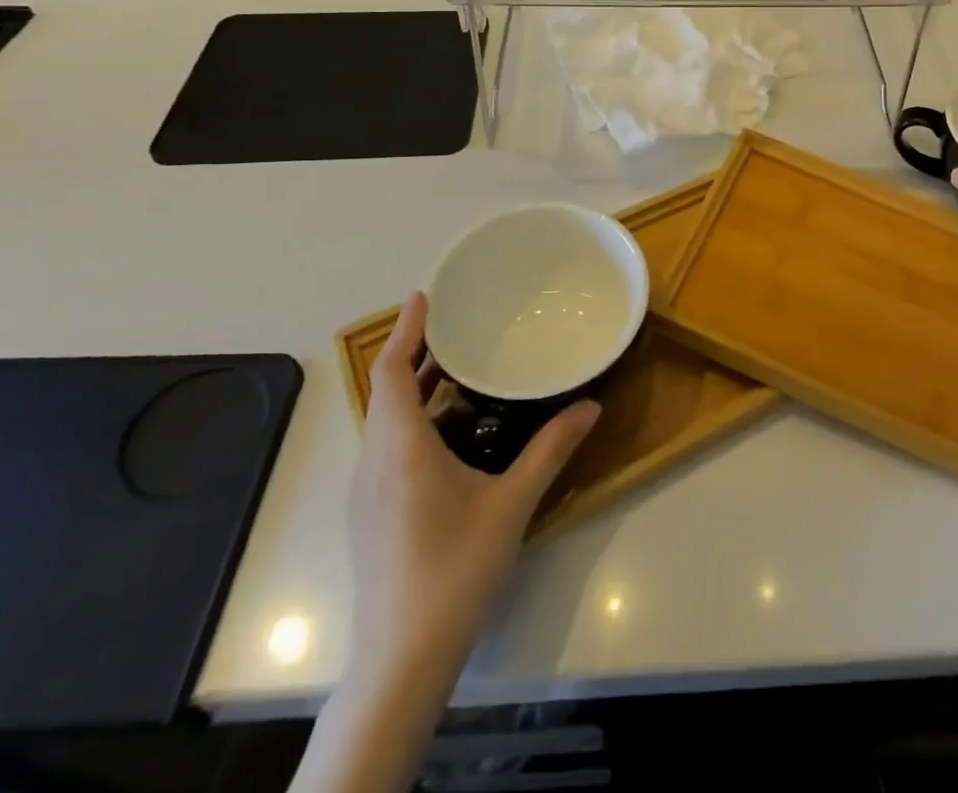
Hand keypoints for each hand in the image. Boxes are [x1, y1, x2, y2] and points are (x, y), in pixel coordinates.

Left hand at [346, 291, 599, 686]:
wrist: (401, 661)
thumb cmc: (454, 571)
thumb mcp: (511, 505)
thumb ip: (550, 450)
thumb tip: (591, 406)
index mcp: (401, 449)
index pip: (392, 372)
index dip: (407, 331)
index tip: (424, 296)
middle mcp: (374, 462)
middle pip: (386, 392)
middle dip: (417, 354)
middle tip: (456, 327)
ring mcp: (366, 492)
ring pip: (385, 421)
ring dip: (416, 390)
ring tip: (460, 372)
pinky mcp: (370, 515)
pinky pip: (387, 448)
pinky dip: (414, 421)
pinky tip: (452, 435)